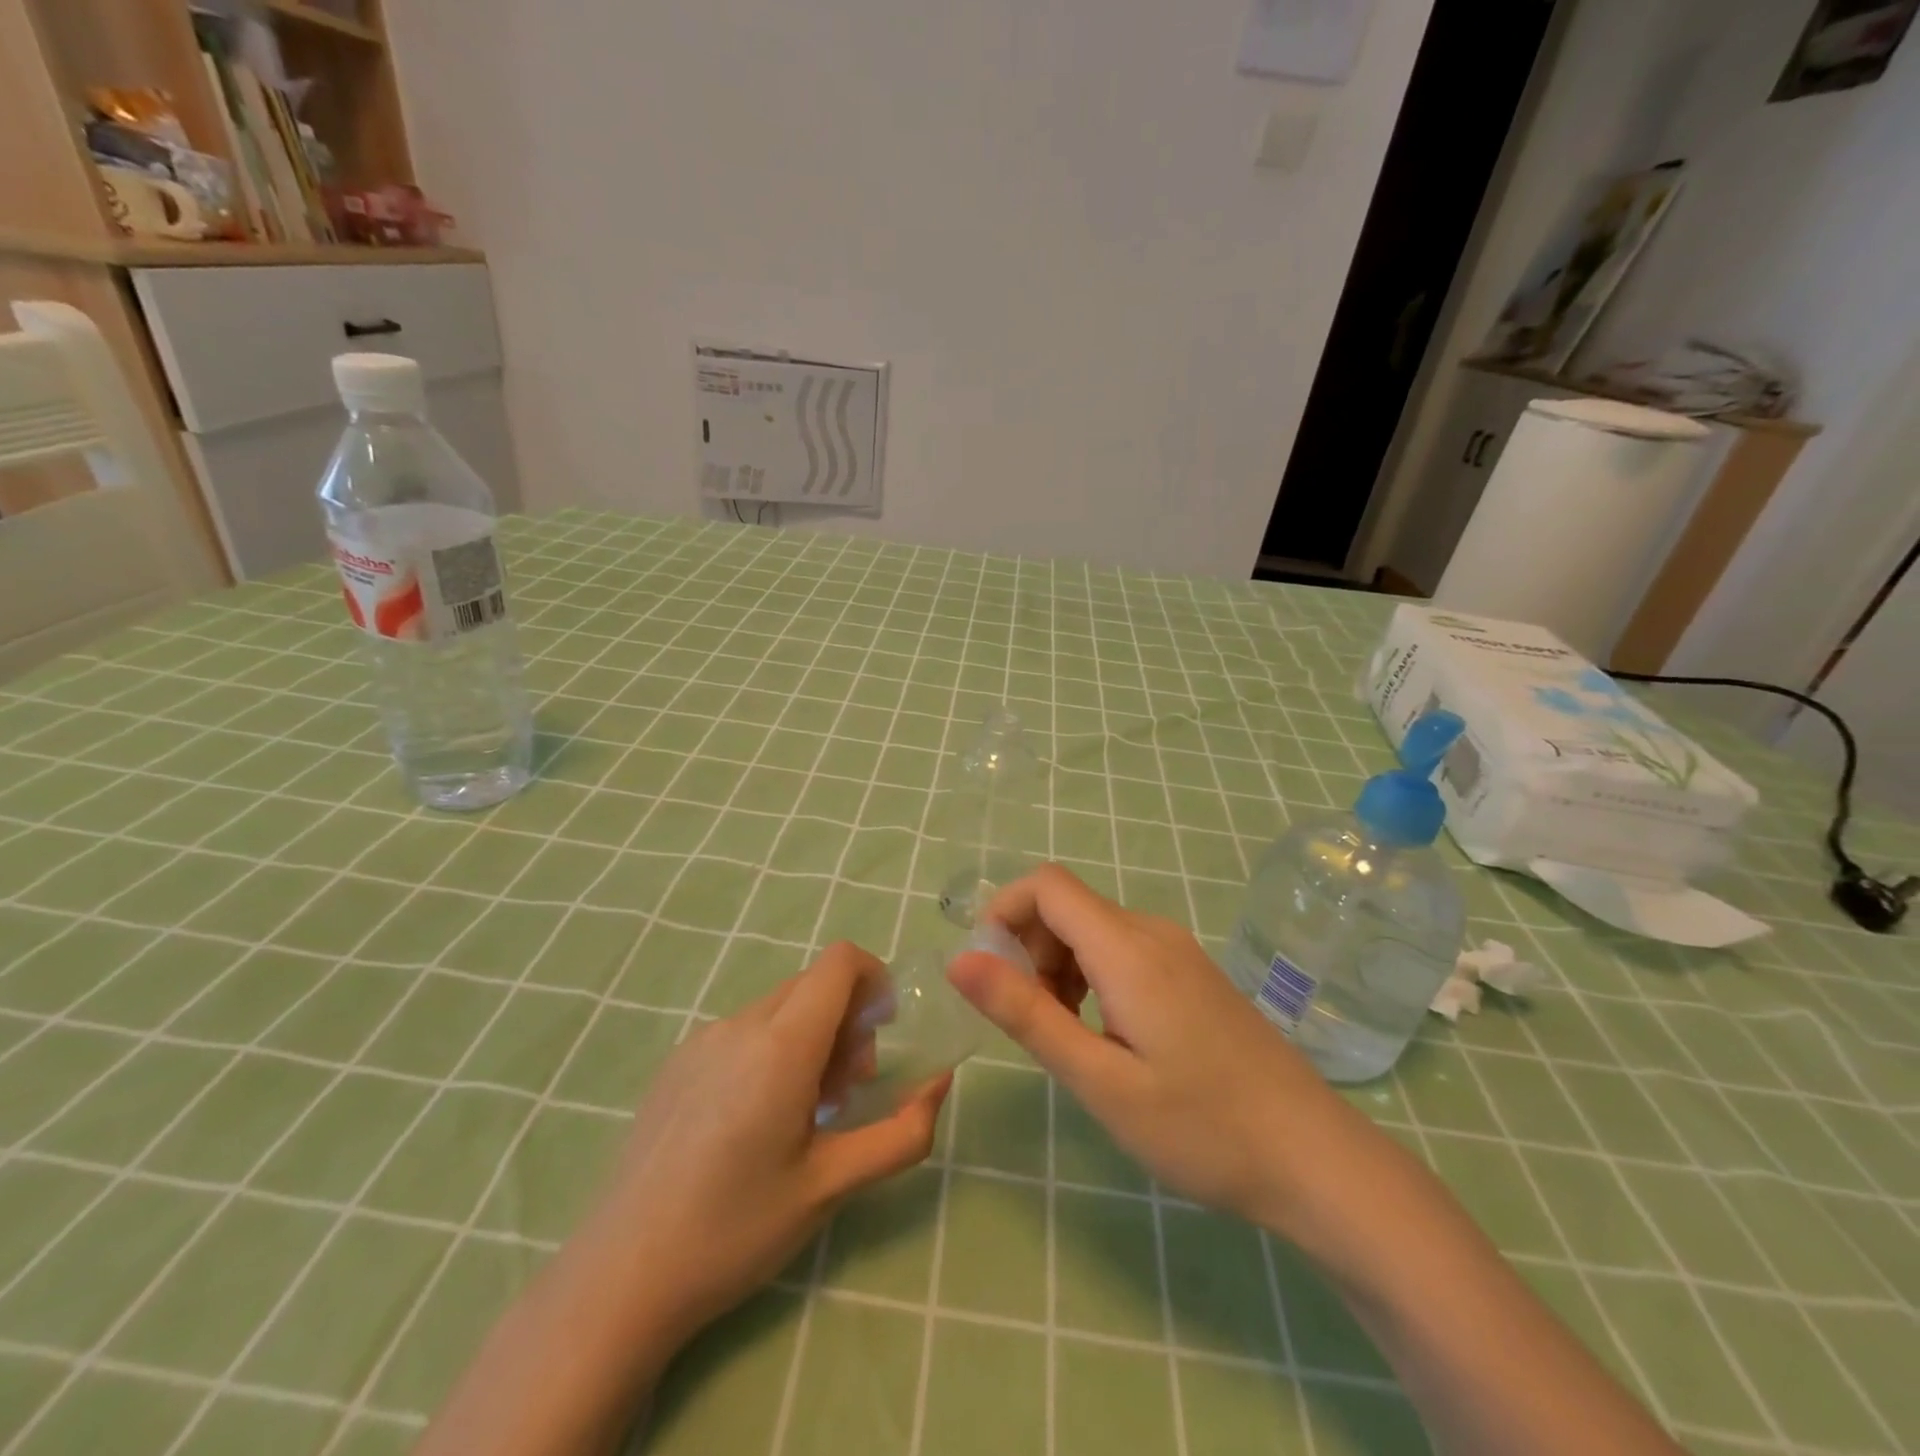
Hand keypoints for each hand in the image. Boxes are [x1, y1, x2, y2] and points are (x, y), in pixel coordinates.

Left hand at [595, 941, 948, 1345]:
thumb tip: (939, 1081)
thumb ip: (901, 1131)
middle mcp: (740, 1025)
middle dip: (847, 1021)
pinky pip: (743, 1031)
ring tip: (800, 1115)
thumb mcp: (833, 1186)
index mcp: (782, 1045)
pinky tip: (752, 1123)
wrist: (619, 1278)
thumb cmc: (736, 1230)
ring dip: (809, 1038)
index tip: (883, 1033)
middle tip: (844, 1095)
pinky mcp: (676, 1062)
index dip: (875, 979)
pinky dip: (771, 1050)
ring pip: (778, 1008)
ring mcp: (701, 1039)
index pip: (841, 961)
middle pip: (813, 985)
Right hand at [948, 864, 1361, 1230]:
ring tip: (1069, 1038)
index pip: (1046, 884)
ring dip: (1059, 968)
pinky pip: (1123, 951)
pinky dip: (1091, 977)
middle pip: (1067, 907)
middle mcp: (1153, 932)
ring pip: (1093, 930)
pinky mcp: (1193, 974)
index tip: (990, 974)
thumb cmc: (1201, 1127)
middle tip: (1034, 1023)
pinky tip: (1106, 1036)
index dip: (1004, 913)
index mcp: (1129, 949)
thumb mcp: (1100, 1080)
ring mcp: (1179, 951)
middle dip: (1029, 951)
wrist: (1315, 1158)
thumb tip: (959, 959)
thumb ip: (1027, 1014)